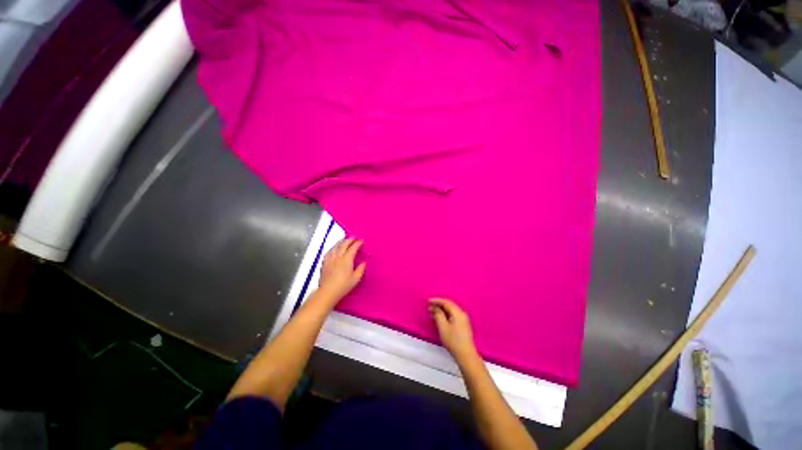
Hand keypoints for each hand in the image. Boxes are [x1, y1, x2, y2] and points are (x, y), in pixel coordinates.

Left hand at [318, 238, 365, 303]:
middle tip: (353, 237)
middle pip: (343, 245)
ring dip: (340, 242)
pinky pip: (329, 252)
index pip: (353, 248)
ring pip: (335, 247)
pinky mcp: (325, 263)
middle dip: (349, 240)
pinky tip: (333, 249)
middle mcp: (338, 257)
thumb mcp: (356, 279)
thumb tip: (363, 263)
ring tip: (344, 240)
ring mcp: (330, 260)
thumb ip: (360, 269)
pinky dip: (333, 248)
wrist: (328, 292)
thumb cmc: (343, 286)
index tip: (361, 241)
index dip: (357, 243)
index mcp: (347, 260)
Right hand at [430, 298, 477, 362]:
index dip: (436, 300)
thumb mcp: (443, 327)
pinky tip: (439, 318)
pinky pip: (453, 315)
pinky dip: (445, 314)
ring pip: (451, 310)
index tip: (428, 301)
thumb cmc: (453, 341)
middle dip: (438, 305)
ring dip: (441, 310)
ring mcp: (463, 319)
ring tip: (432, 312)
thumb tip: (435, 308)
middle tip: (429, 306)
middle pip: (449, 305)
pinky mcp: (463, 325)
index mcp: (458, 313)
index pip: (446, 302)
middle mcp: (462, 314)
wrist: (466, 355)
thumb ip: (438, 315)